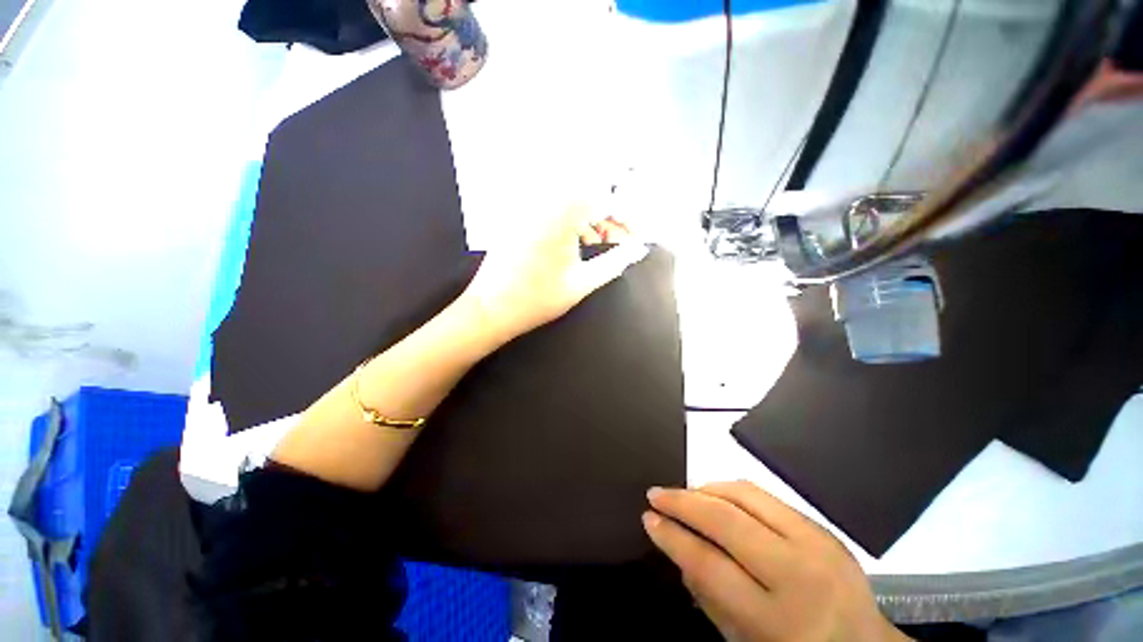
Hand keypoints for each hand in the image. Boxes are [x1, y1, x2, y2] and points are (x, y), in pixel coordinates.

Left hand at [460, 204, 648, 343]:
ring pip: (573, 202)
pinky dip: (573, 221)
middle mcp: (543, 202)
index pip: (605, 200)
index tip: (637, 237)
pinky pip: (555, 208)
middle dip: (610, 218)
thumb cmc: (536, 300)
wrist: (490, 309)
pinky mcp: (520, 217)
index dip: (627, 218)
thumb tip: (638, 250)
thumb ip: (614, 263)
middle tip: (620, 244)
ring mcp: (529, 208)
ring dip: (592, 219)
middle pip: (590, 196)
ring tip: (600, 245)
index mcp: (560, 214)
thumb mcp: (581, 283)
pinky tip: (577, 243)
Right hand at [643, 482, 908, 641]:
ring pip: (746, 495)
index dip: (673, 537)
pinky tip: (716, 497)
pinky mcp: (822, 527)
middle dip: (683, 502)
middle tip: (656, 494)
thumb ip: (709, 597)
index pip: (711, 565)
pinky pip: (765, 496)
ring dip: (706, 489)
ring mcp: (816, 543)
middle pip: (727, 521)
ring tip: (684, 494)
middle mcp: (800, 574)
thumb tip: (679, 547)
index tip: (648, 518)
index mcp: (780, 620)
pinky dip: (731, 491)